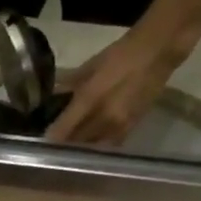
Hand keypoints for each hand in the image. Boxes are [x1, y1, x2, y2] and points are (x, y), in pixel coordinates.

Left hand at [45, 27, 178, 146]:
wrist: (159, 50)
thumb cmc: (122, 53)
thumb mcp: (91, 65)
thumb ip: (70, 83)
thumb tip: (53, 95)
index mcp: (90, 99)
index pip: (62, 130)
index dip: (50, 139)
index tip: (41, 142)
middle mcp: (103, 118)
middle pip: (75, 143)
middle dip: (64, 146)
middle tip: (54, 145)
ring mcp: (118, 126)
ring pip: (91, 148)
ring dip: (80, 150)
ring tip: (71, 147)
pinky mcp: (131, 129)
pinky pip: (108, 146)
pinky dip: (97, 147)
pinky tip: (91, 143)